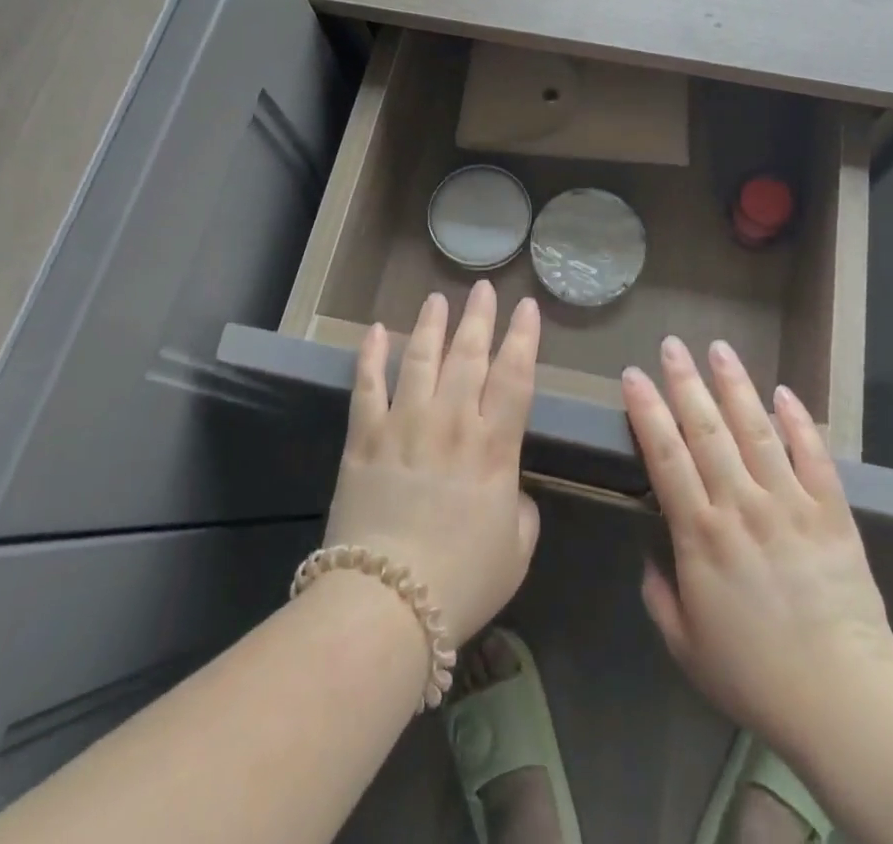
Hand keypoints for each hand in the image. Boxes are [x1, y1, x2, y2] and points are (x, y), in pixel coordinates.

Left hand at [322, 282, 541, 648]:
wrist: (388, 604)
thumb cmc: (462, 582)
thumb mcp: (516, 552)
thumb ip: (521, 511)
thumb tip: (510, 490)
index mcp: (494, 447)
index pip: (515, 377)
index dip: (524, 338)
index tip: (528, 307)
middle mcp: (452, 422)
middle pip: (469, 355)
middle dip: (479, 317)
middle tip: (483, 288)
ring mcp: (405, 424)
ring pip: (420, 358)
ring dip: (431, 325)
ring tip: (438, 299)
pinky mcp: (365, 437)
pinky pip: (367, 385)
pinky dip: (371, 355)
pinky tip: (376, 330)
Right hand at [624, 338, 892, 751]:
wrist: (846, 701)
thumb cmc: (757, 677)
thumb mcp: (687, 648)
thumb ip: (661, 597)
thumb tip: (650, 558)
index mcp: (701, 534)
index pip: (665, 456)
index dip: (647, 411)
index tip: (634, 375)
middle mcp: (741, 505)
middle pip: (707, 429)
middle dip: (685, 382)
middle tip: (672, 344)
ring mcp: (789, 504)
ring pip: (756, 430)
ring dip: (735, 386)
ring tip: (720, 348)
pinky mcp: (831, 512)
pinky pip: (813, 456)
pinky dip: (798, 421)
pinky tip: (784, 392)